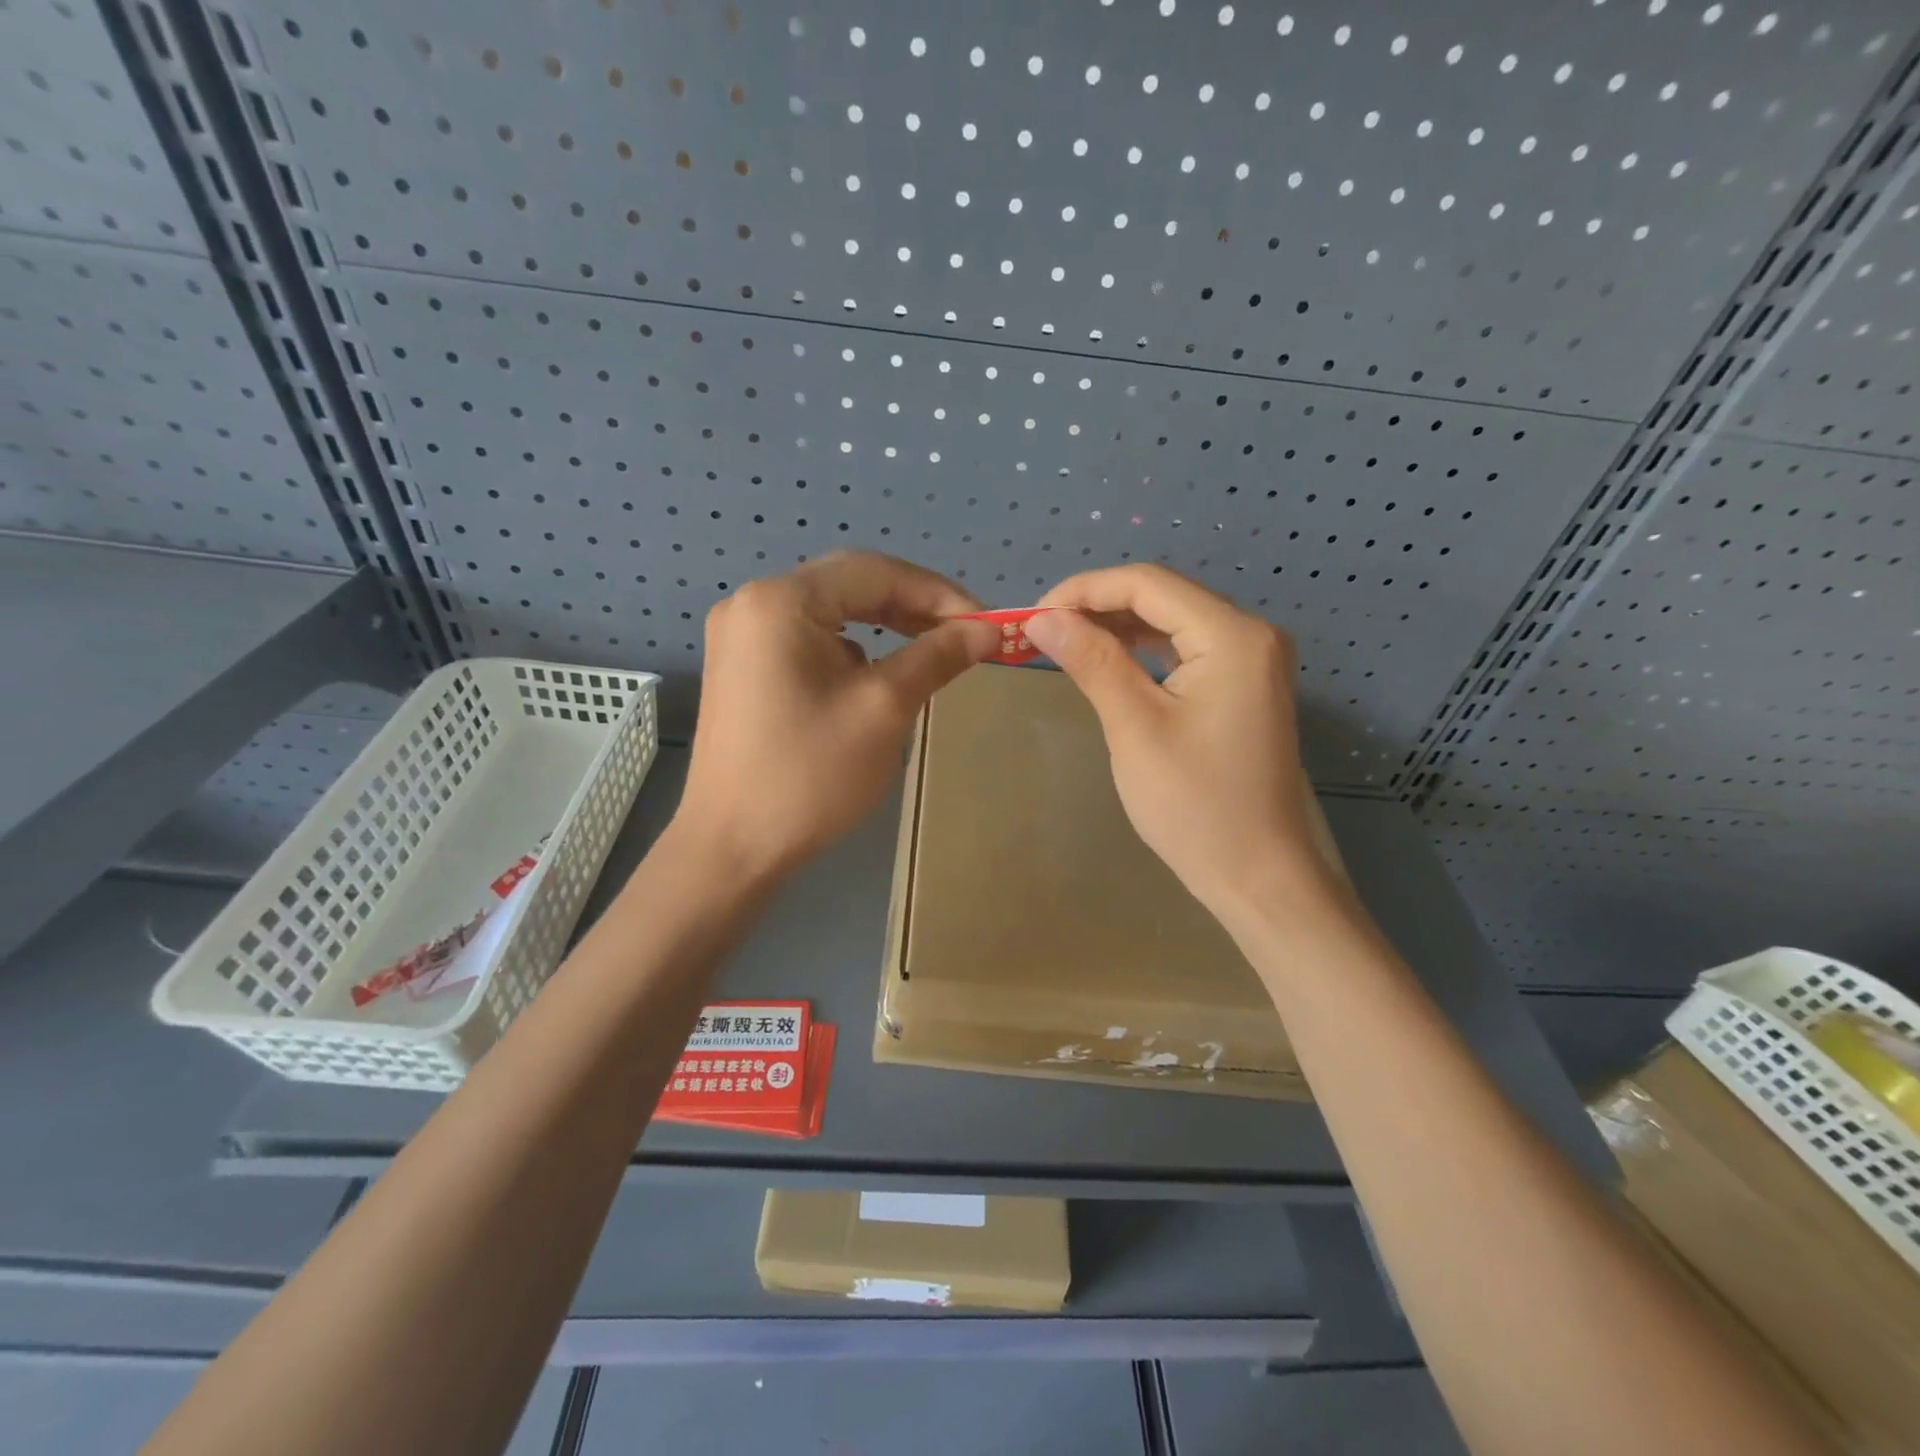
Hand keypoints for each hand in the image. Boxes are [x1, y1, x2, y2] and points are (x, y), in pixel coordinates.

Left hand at [676, 552, 1000, 879]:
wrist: (732, 848)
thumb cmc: (810, 776)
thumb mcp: (884, 709)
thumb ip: (937, 657)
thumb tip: (988, 630)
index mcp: (781, 601)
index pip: (875, 571)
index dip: (938, 592)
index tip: (985, 623)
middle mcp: (753, 604)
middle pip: (849, 584)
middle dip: (913, 606)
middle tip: (965, 635)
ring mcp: (741, 637)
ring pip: (830, 613)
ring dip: (885, 626)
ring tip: (931, 652)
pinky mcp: (741, 669)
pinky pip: (808, 641)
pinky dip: (852, 650)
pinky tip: (876, 680)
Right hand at [1023, 565, 1336, 919]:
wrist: (1258, 875)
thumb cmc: (1195, 806)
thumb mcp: (1135, 728)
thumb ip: (1092, 662)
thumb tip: (1042, 619)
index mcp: (1233, 636)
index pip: (1148, 584)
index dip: (1084, 590)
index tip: (1033, 615)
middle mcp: (1250, 634)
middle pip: (1162, 596)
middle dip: (1098, 607)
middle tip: (1043, 632)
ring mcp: (1252, 660)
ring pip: (1172, 621)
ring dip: (1117, 627)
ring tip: (1064, 644)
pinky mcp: (1243, 685)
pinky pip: (1185, 649)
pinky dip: (1142, 650)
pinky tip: (1108, 661)